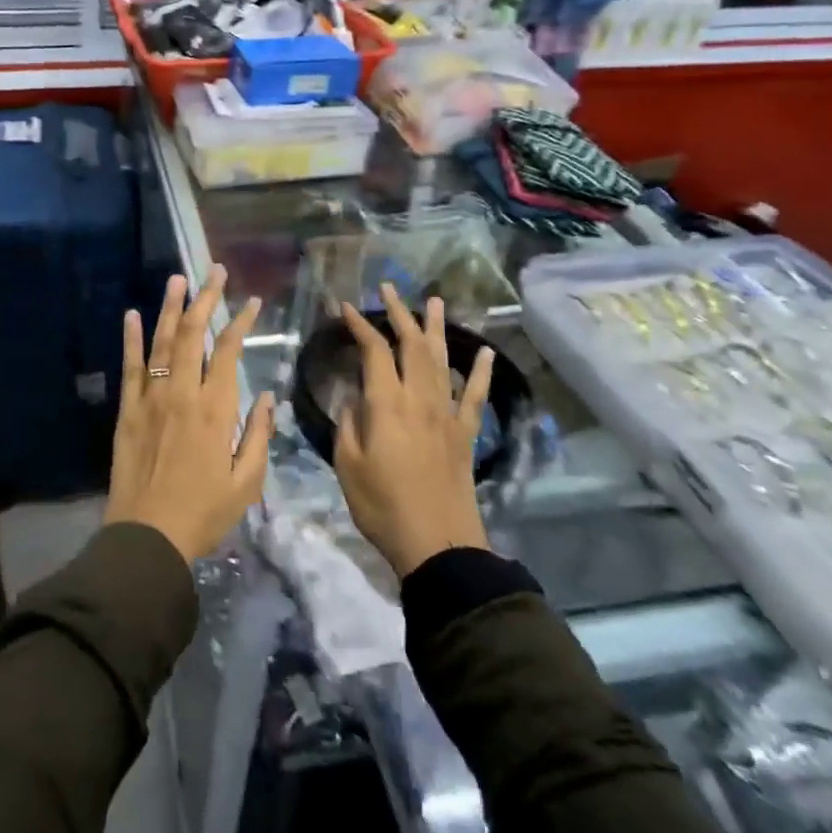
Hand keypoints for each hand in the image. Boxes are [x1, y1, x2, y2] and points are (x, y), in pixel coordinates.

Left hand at [106, 266, 273, 564]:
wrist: (147, 536)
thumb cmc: (203, 513)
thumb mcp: (247, 482)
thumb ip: (258, 435)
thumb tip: (264, 396)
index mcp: (215, 409)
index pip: (230, 351)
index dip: (241, 321)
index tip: (252, 300)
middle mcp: (182, 393)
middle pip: (193, 334)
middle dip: (206, 298)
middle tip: (214, 270)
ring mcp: (151, 398)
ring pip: (161, 342)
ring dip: (170, 307)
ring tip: (178, 278)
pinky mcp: (127, 410)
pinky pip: (130, 366)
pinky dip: (131, 338)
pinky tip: (132, 313)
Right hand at [333, 285, 494, 578]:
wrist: (437, 543)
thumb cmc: (382, 505)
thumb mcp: (348, 464)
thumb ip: (349, 423)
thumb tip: (356, 396)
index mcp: (386, 404)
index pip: (373, 351)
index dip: (360, 325)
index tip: (346, 306)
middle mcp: (419, 399)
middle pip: (411, 344)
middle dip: (398, 313)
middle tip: (387, 288)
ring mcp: (446, 414)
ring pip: (442, 360)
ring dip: (436, 328)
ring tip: (434, 301)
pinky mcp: (464, 433)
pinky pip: (474, 395)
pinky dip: (480, 371)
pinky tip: (485, 352)